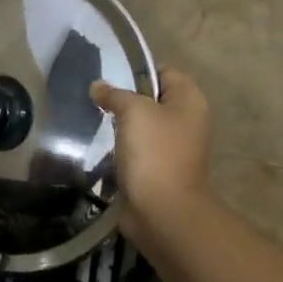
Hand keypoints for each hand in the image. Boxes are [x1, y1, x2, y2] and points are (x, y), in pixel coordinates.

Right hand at [91, 69, 211, 235]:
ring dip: (120, 125)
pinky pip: (136, 150)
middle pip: (152, 99)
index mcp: (189, 101)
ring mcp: (173, 148)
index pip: (164, 72)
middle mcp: (186, 121)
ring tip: (93, 120)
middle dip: (124, 98)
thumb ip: (115, 94)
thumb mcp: (134, 111)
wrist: (162, 211)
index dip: (138, 71)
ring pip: (142, 126)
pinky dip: (120, 148)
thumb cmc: (154, 153)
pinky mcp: (157, 170)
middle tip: (96, 99)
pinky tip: (99, 147)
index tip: (109, 77)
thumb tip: (98, 86)